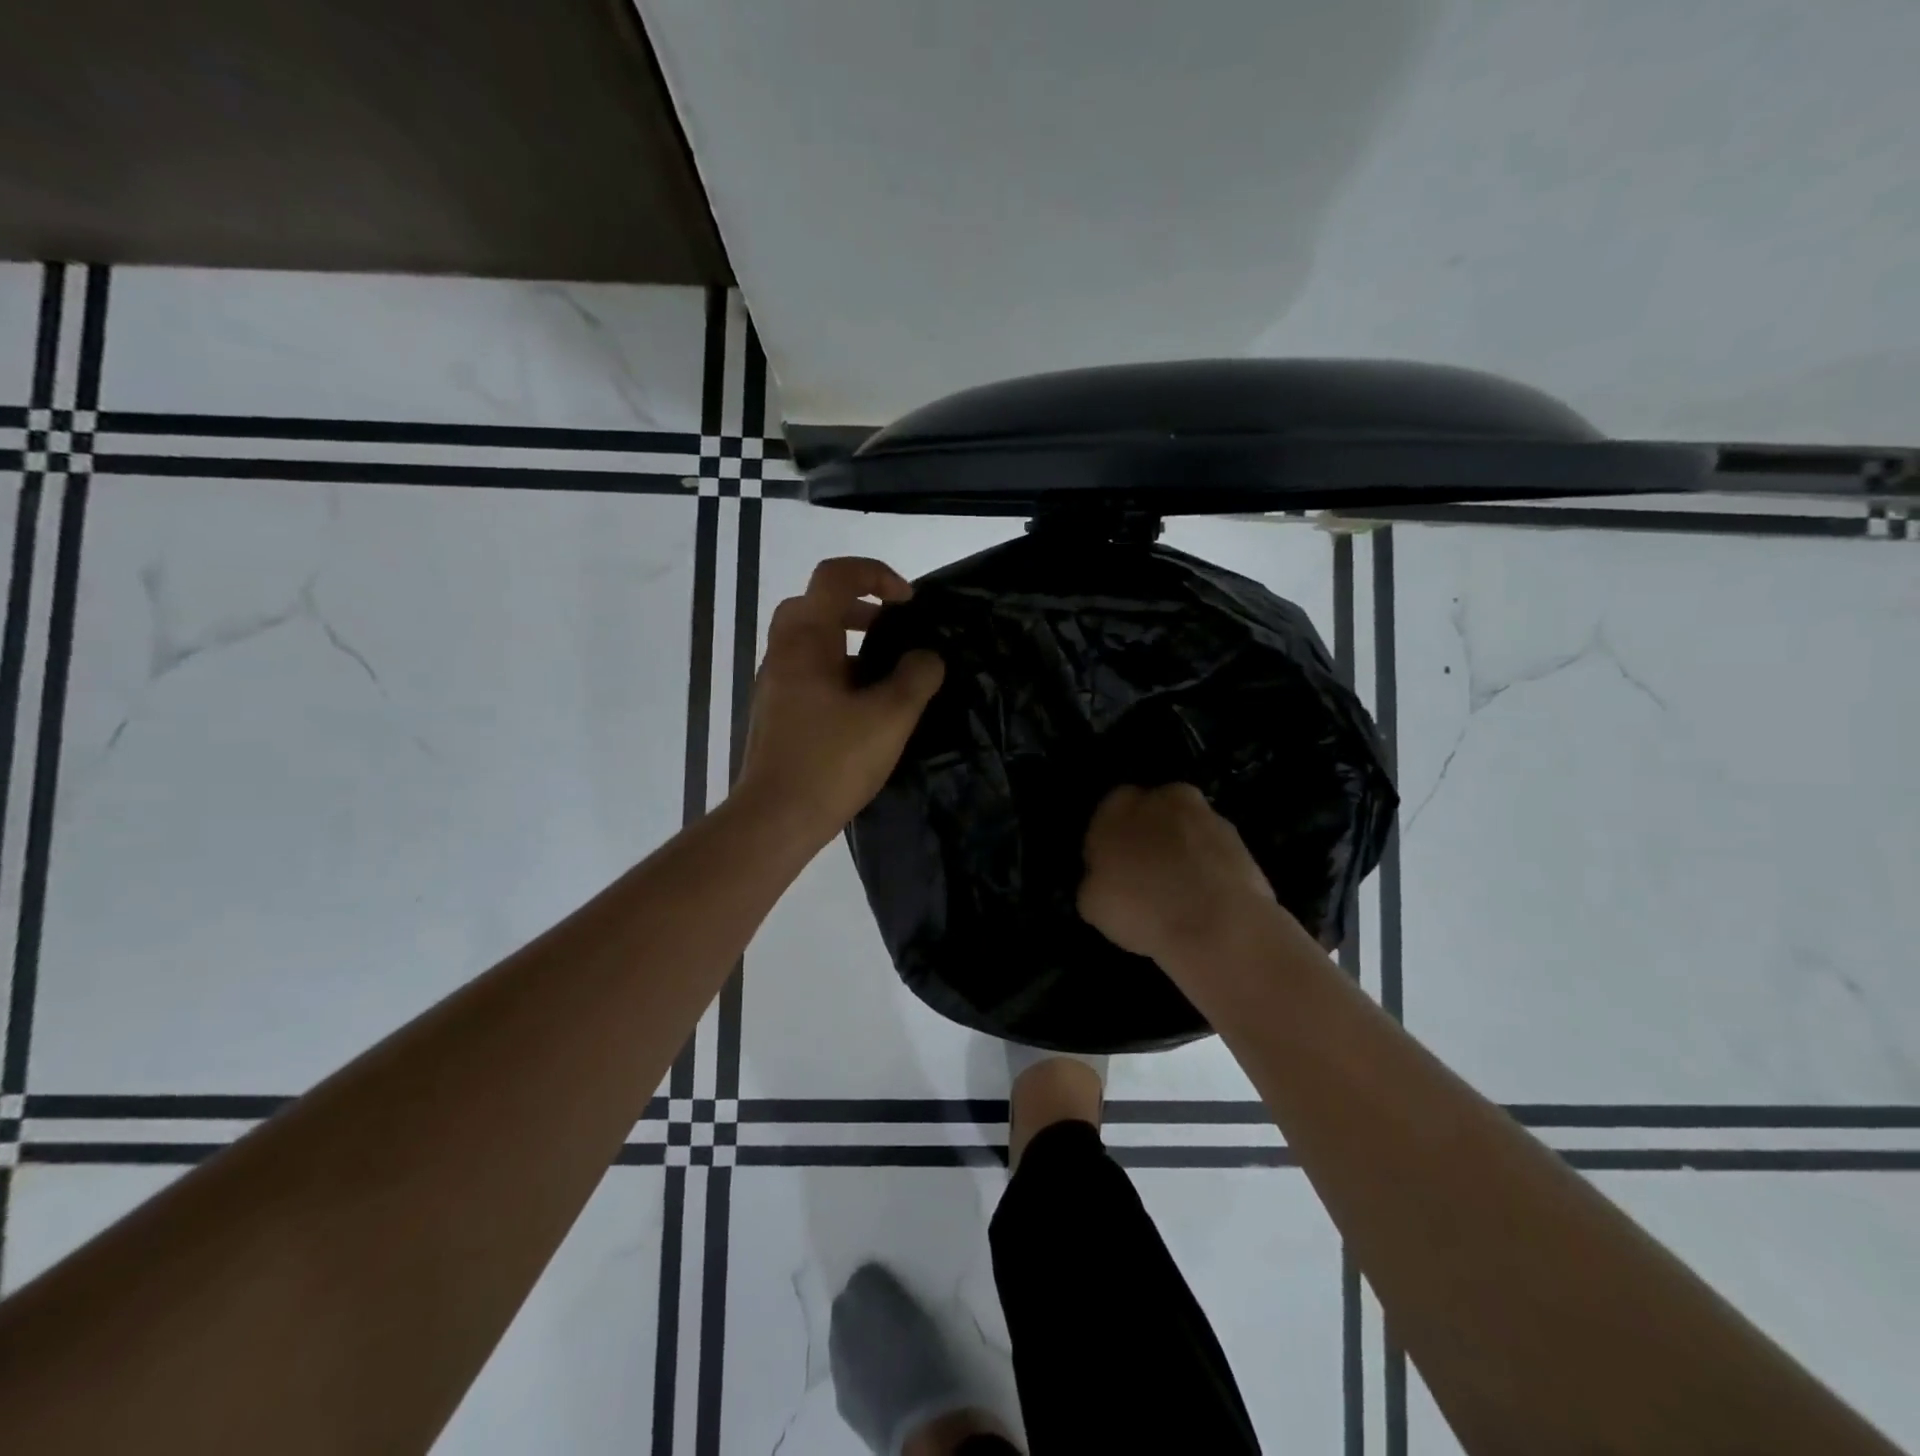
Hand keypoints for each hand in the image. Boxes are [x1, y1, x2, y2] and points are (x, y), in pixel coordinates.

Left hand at [735, 557, 944, 844]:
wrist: (775, 817)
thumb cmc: (831, 761)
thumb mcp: (890, 717)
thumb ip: (917, 678)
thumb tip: (926, 658)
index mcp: (806, 640)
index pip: (835, 577)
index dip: (875, 574)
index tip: (907, 602)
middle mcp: (783, 652)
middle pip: (816, 604)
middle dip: (859, 607)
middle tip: (892, 630)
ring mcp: (775, 683)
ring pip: (810, 641)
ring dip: (849, 642)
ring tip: (886, 674)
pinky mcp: (776, 712)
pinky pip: (808, 672)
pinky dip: (837, 672)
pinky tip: (864, 709)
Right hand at [1078, 784, 1275, 962]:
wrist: (1218, 925)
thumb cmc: (1141, 909)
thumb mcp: (1091, 903)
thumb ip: (1094, 878)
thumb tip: (1104, 877)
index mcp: (1117, 805)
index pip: (1107, 815)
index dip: (1109, 843)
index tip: (1114, 872)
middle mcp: (1161, 798)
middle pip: (1149, 814)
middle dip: (1148, 838)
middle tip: (1146, 879)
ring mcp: (1205, 814)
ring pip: (1184, 830)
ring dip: (1180, 850)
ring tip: (1181, 894)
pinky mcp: (1238, 837)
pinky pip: (1212, 849)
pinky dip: (1208, 866)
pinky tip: (1206, 898)